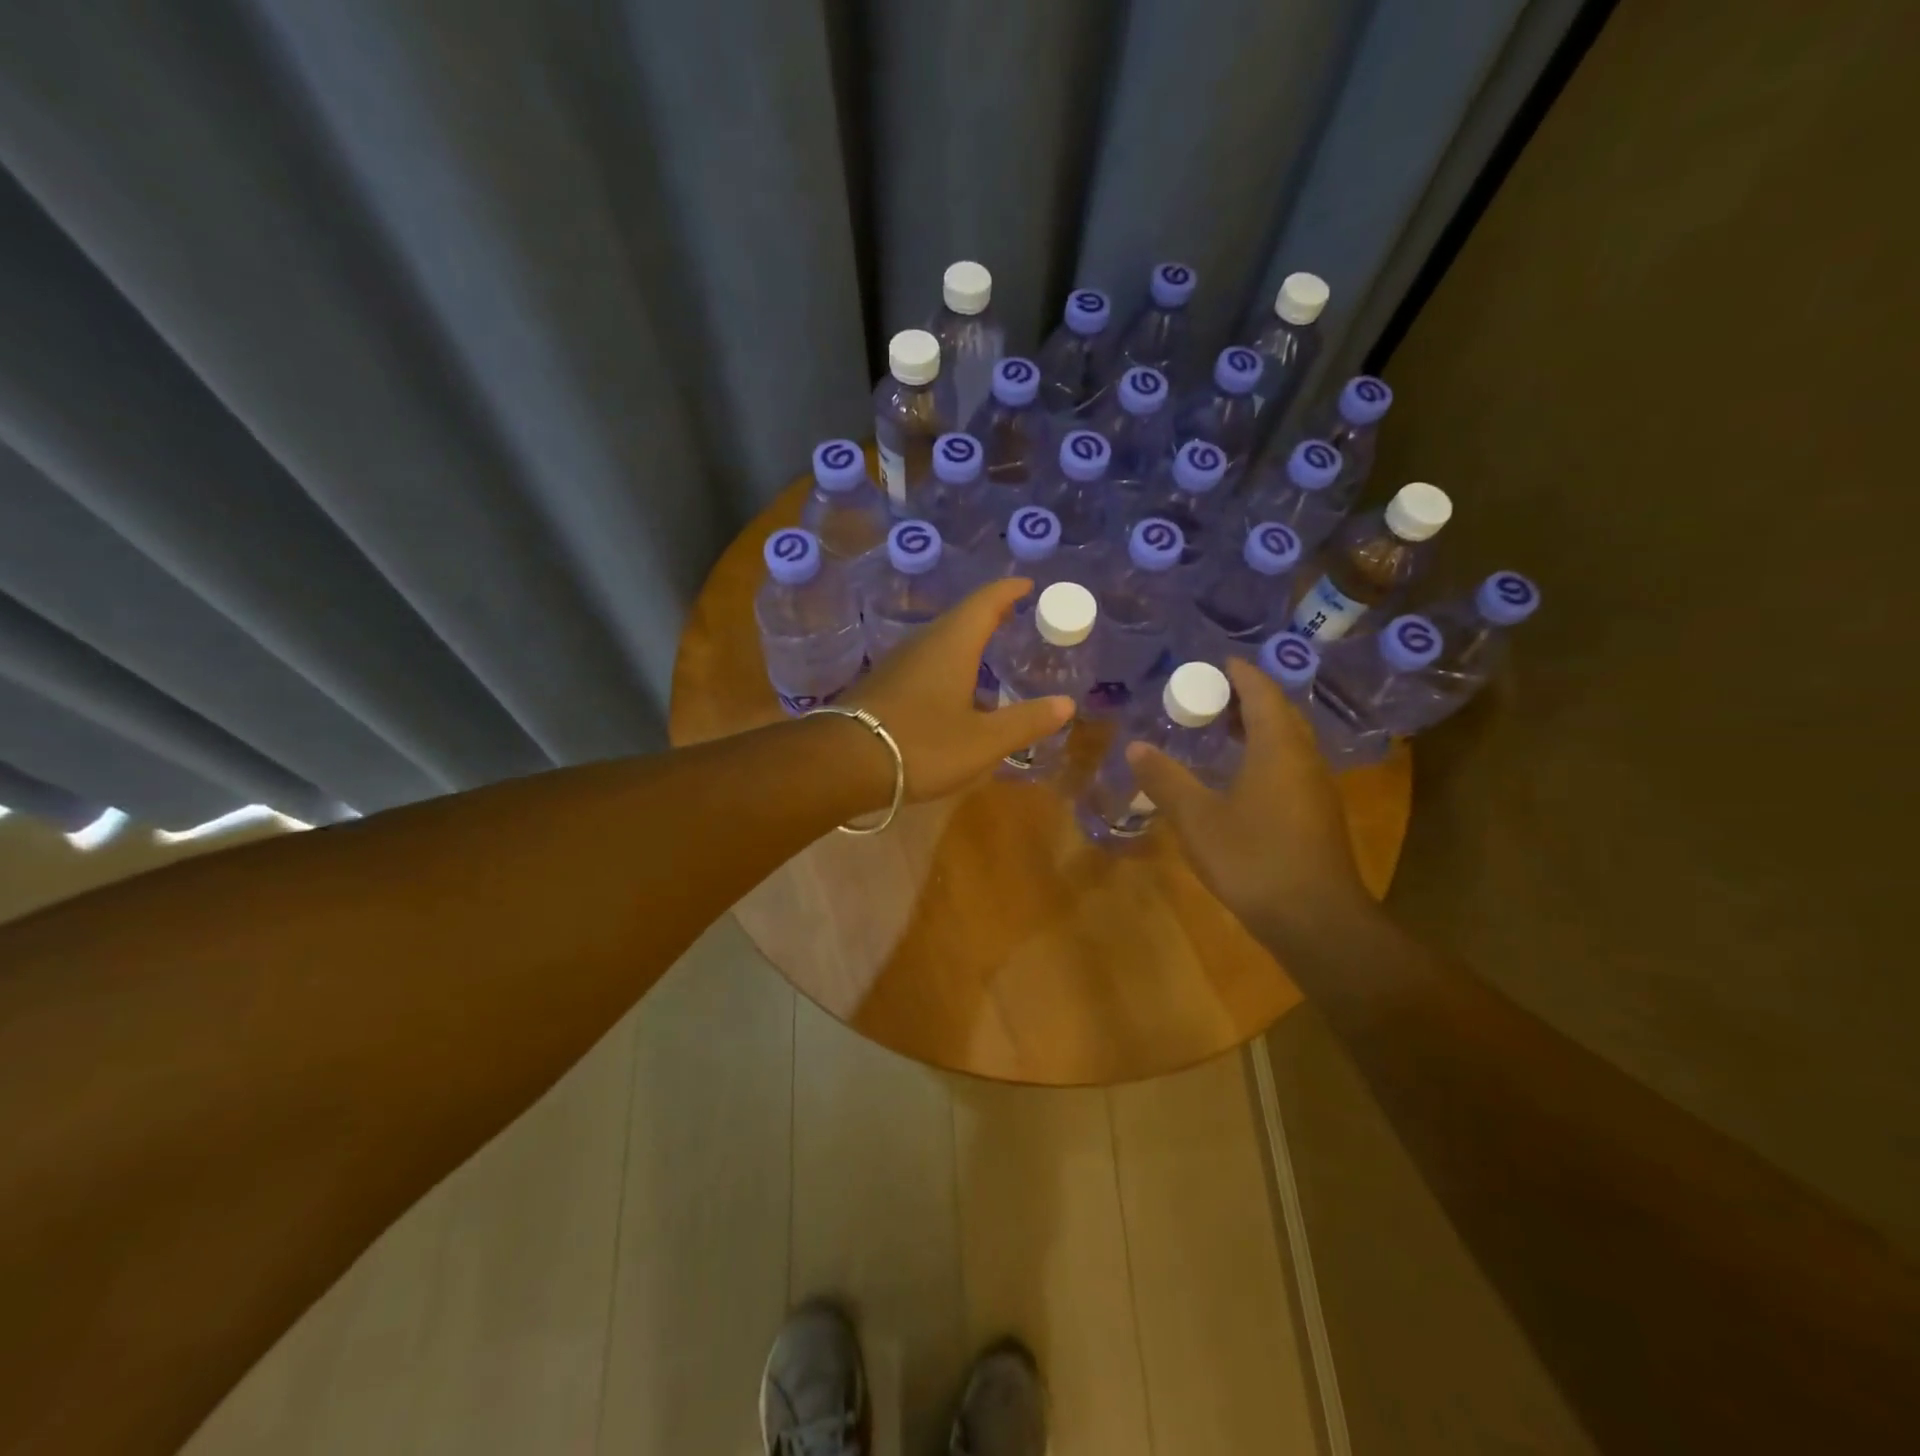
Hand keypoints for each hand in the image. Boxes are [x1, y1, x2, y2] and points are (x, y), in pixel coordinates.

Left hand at [845, 577, 1074, 802]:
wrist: (844, 762)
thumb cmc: (921, 744)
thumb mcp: (983, 741)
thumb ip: (1025, 722)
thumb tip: (1066, 704)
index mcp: (953, 644)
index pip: (985, 602)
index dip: (1008, 590)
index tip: (1027, 584)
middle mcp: (924, 643)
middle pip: (961, 617)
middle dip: (989, 613)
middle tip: (1014, 616)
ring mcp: (898, 662)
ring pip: (939, 639)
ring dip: (966, 638)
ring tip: (987, 648)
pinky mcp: (883, 684)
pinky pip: (924, 660)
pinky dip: (947, 661)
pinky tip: (952, 686)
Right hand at [1126, 657, 1373, 952]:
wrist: (1316, 920)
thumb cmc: (1254, 858)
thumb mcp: (1197, 818)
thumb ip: (1165, 779)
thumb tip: (1136, 746)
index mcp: (1278, 747)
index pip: (1262, 693)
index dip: (1240, 673)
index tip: (1217, 662)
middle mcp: (1304, 758)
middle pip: (1280, 713)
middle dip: (1248, 698)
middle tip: (1211, 694)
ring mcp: (1316, 788)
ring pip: (1289, 741)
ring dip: (1259, 727)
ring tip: (1222, 729)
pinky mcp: (1318, 814)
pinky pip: (1291, 765)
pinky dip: (1266, 754)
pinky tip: (1242, 776)